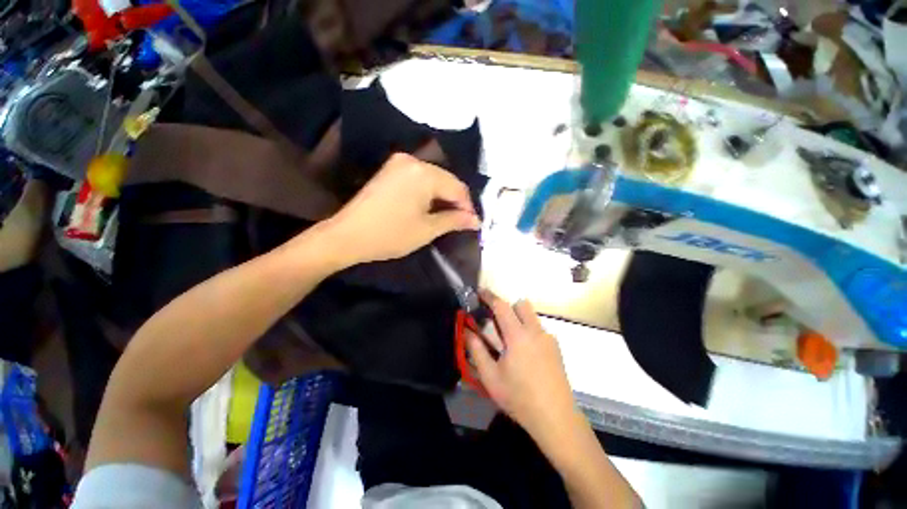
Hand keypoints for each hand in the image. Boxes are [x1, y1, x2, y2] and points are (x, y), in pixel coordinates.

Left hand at [324, 153, 479, 266]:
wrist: (347, 235)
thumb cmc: (391, 234)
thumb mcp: (427, 229)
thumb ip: (454, 220)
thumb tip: (476, 220)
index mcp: (424, 173)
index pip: (457, 187)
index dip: (468, 206)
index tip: (473, 224)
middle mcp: (412, 161)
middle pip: (446, 180)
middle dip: (455, 201)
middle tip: (461, 222)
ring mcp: (398, 163)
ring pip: (433, 179)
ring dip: (442, 197)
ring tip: (447, 217)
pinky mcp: (389, 170)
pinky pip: (419, 179)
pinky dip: (428, 193)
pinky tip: (430, 207)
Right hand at [467, 291, 577, 441]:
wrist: (556, 418)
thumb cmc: (519, 397)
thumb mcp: (491, 377)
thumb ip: (476, 350)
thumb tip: (467, 331)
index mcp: (518, 335)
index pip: (502, 305)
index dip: (489, 296)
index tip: (480, 292)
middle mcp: (535, 331)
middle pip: (522, 304)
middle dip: (508, 307)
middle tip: (497, 322)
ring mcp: (549, 339)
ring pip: (532, 316)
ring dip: (519, 319)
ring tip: (510, 342)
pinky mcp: (556, 348)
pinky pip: (539, 330)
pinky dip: (529, 331)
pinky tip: (526, 355)